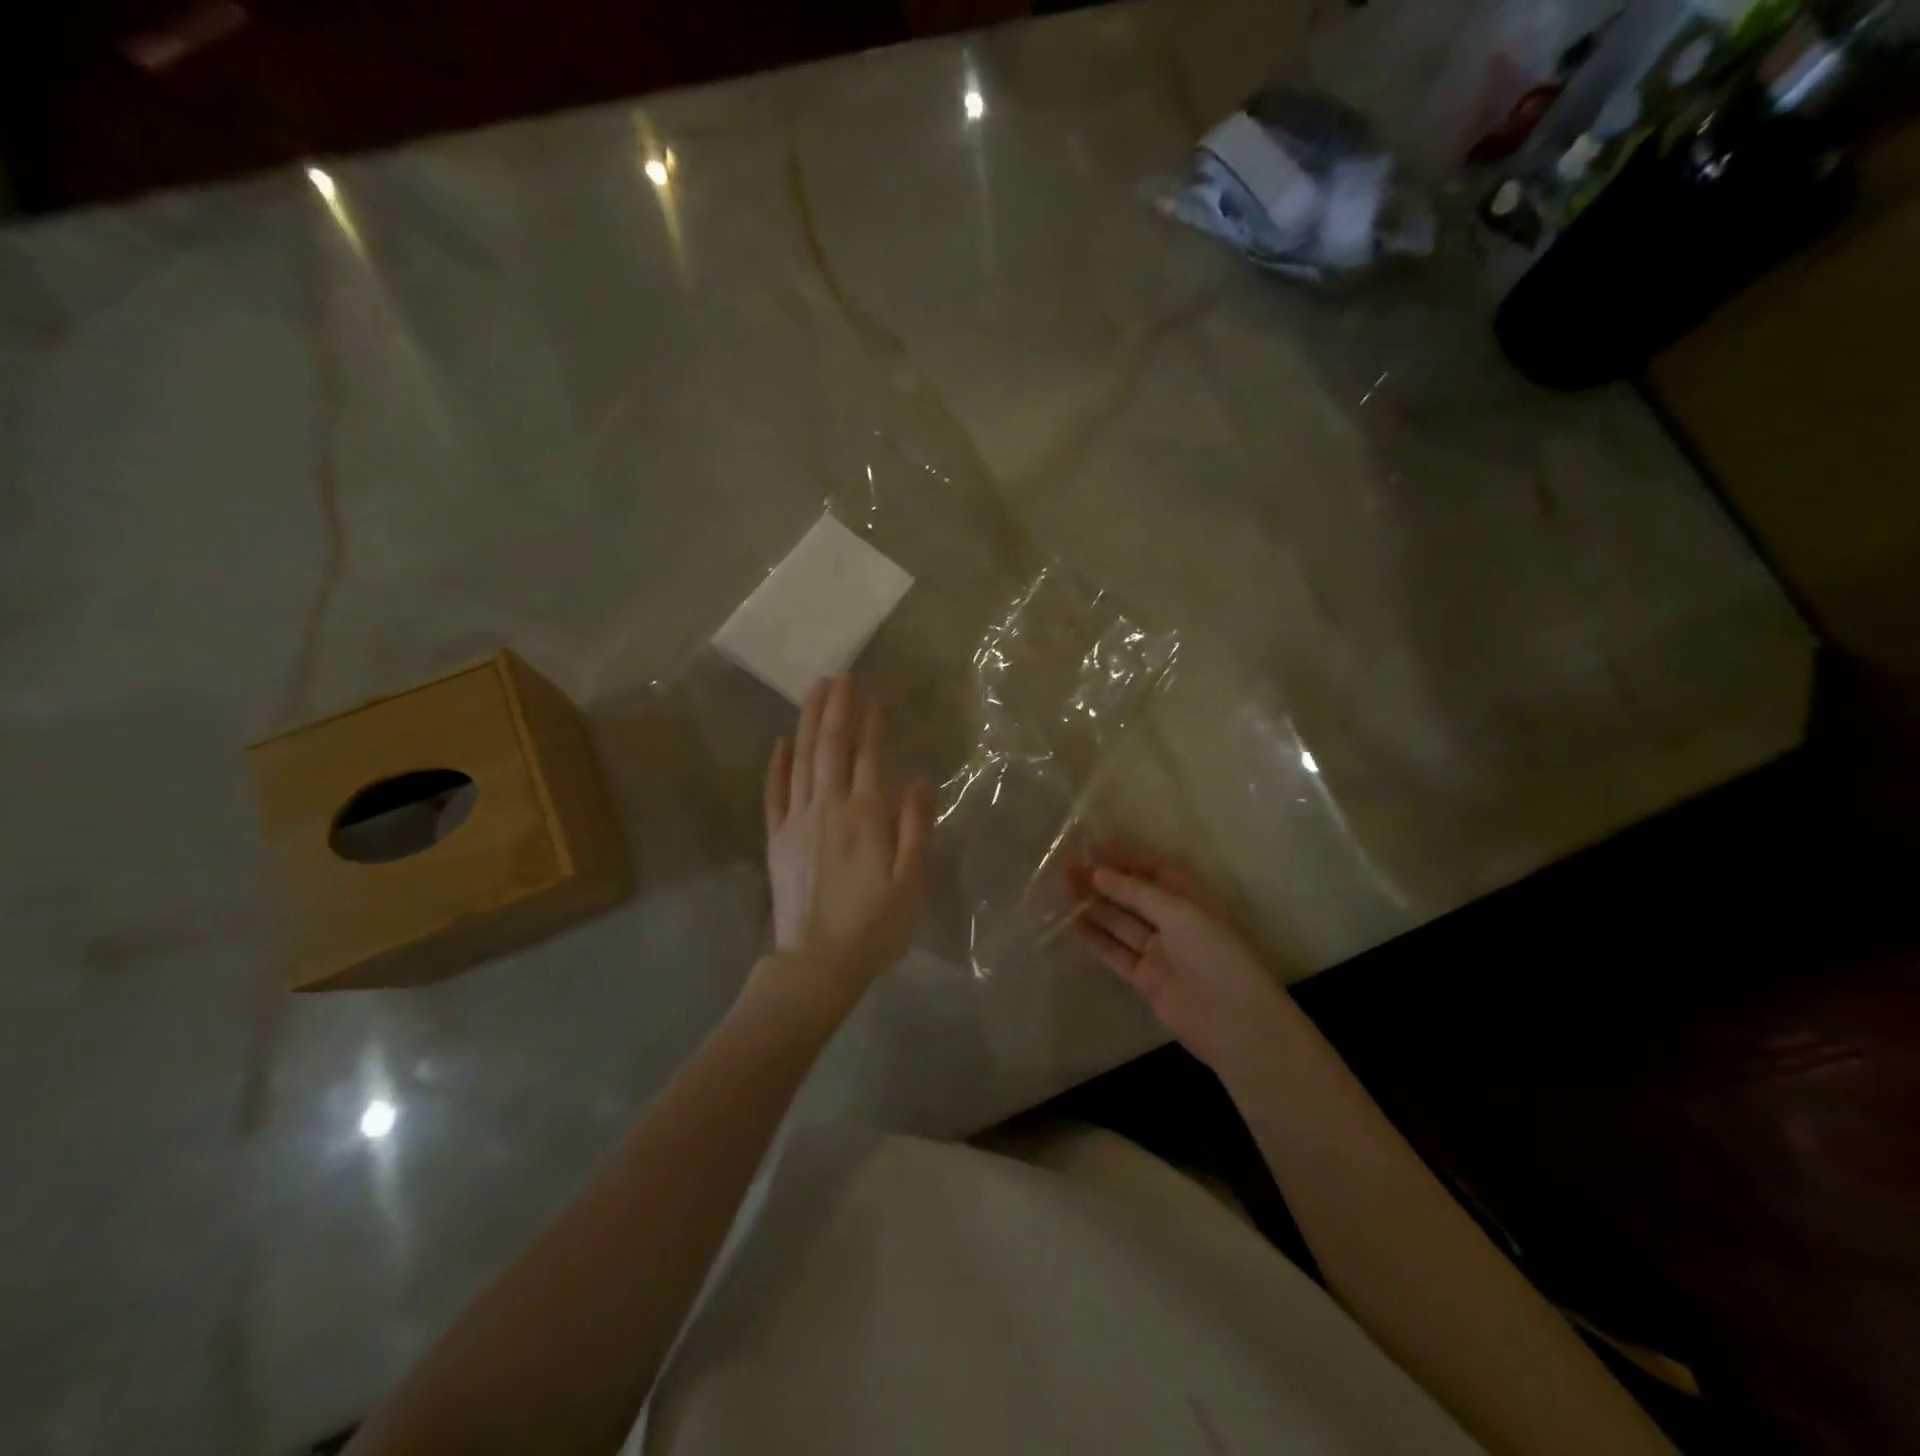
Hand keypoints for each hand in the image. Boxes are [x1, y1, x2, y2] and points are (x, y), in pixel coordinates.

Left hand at [761, 676, 931, 1006]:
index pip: (869, 756)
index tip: (876, 691)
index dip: (872, 721)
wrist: (817, 965)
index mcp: (865, 817)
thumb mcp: (911, 883)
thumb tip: (917, 778)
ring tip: (814, 690)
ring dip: (808, 723)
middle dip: (836, 707)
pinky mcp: (776, 839)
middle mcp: (828, 808)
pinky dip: (776, 764)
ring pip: (801, 760)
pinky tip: (781, 741)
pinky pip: (774, 792)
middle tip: (840, 674)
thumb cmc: (874, 927)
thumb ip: (915, 828)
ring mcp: (796, 822)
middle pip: (830, 747)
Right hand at [1065, 846, 1289, 1071]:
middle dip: (1104, 881)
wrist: (1233, 1022)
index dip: (1126, 858)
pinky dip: (1097, 938)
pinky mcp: (1147, 979)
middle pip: (1134, 896)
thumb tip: (1100, 874)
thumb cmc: (1214, 954)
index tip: (1094, 847)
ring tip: (1064, 888)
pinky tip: (1073, 923)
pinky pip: (1117, 953)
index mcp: (1192, 900)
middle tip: (1069, 868)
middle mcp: (1176, 923)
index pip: (1155, 871)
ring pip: (1122, 923)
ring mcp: (1161, 952)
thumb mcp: (1178, 912)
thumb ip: (1136, 892)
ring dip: (1095, 905)